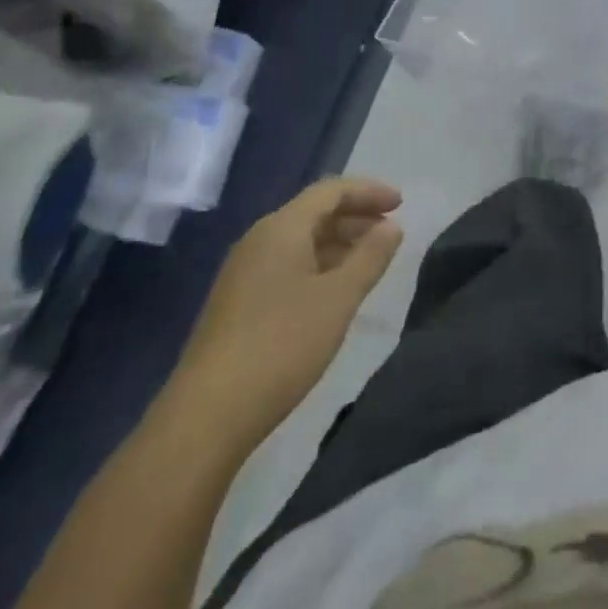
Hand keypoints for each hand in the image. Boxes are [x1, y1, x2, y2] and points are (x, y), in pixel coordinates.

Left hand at [171, 177, 402, 452]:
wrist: (206, 417)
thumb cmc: (281, 345)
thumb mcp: (339, 298)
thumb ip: (370, 257)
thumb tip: (391, 227)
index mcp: (282, 228)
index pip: (331, 191)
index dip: (369, 192)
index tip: (401, 204)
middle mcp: (259, 240)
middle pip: (314, 212)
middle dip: (356, 217)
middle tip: (390, 232)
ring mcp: (244, 272)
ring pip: (300, 241)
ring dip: (338, 243)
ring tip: (370, 262)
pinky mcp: (237, 303)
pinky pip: (287, 265)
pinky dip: (319, 265)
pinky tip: (335, 292)